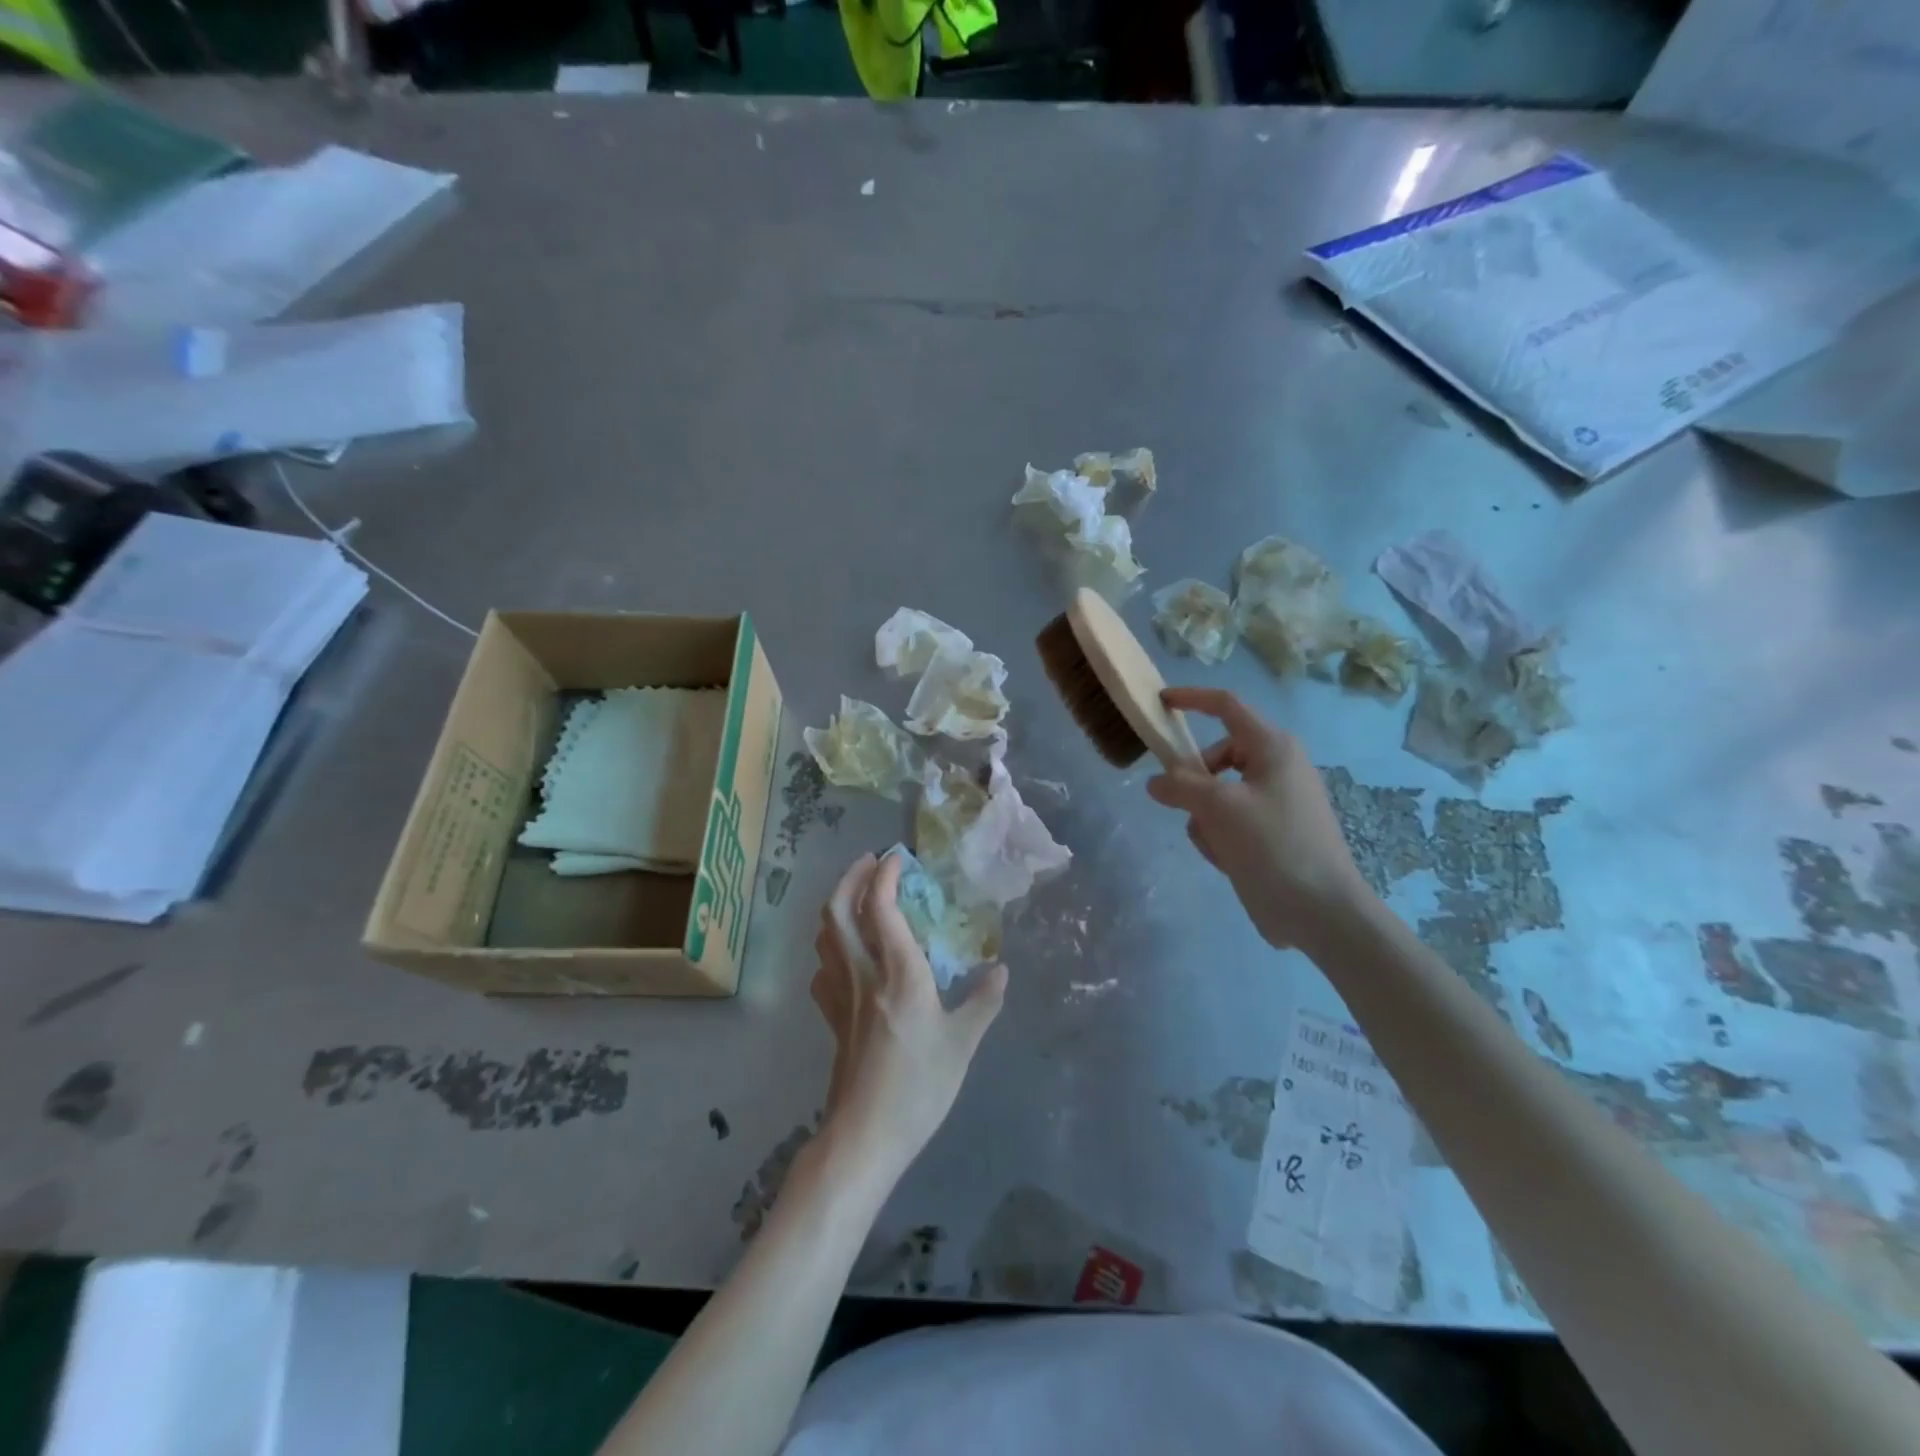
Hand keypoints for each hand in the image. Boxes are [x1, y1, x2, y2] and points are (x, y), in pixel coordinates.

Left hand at [810, 852, 1007, 1178]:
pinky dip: (831, 944)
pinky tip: (846, 952)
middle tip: (870, 861)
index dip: (885, 874)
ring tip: (859, 895)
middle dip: (851, 877)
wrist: (865, 1135)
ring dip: (838, 904)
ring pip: (826, 935)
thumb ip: (983, 1002)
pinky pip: (823, 966)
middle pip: (838, 910)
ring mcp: (840, 994)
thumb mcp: (962, 1044)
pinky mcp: (831, 1017)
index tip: (898, 858)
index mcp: (898, 972)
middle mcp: (863, 973)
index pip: (880, 906)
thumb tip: (1001, 969)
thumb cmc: (919, 1087)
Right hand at [1146, 687, 1374, 950]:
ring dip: (1205, 817)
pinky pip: (1228, 821)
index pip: (1226, 706)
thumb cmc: (1274, 845)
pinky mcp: (1271, 832)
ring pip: (1216, 794)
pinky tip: (1229, 860)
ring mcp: (1275, 801)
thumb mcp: (1218, 808)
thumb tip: (1156, 782)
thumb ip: (1180, 785)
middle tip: (1182, 805)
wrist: (1320, 911)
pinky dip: (1220, 836)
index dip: (1191, 699)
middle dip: (1195, 782)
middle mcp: (1276, 766)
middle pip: (1216, 757)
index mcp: (1272, 747)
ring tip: (1218, 844)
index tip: (1160, 703)